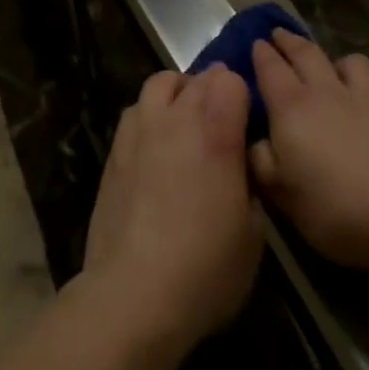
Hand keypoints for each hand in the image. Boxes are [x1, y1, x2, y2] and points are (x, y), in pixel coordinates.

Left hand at [80, 66, 263, 353]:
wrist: (134, 290)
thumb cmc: (205, 269)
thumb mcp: (252, 236)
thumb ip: (248, 185)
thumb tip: (238, 168)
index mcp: (216, 132)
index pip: (231, 80)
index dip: (242, 96)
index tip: (246, 122)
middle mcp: (178, 116)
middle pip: (199, 78)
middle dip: (214, 91)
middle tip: (222, 122)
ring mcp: (141, 126)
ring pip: (162, 82)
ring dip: (179, 92)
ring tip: (186, 121)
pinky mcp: (116, 144)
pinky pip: (137, 108)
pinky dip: (151, 113)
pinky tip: (155, 143)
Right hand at [250, 29, 368, 274]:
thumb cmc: (337, 209)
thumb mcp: (284, 196)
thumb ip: (261, 162)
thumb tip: (253, 141)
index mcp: (292, 106)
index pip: (269, 66)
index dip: (260, 52)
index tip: (255, 43)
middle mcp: (327, 91)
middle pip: (305, 52)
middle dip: (289, 41)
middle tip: (279, 34)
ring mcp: (367, 99)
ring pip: (351, 62)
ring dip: (339, 62)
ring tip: (335, 71)